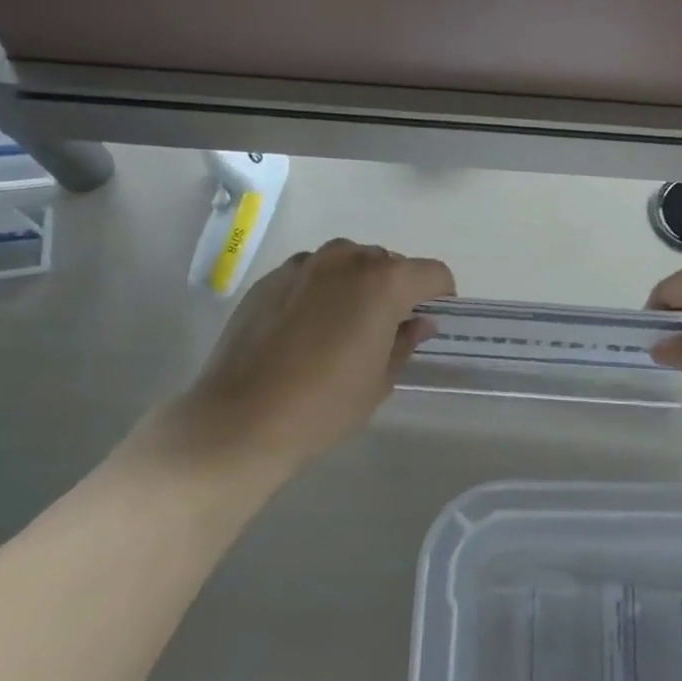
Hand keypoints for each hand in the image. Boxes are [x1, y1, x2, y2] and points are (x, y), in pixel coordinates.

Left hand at [147, 239, 455, 476]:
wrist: (241, 420)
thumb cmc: (325, 405)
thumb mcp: (380, 380)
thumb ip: (405, 341)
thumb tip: (418, 323)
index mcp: (382, 282)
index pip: (432, 273)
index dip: (440, 295)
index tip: (432, 320)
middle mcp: (345, 260)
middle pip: (387, 262)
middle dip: (396, 288)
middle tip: (386, 328)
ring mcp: (302, 266)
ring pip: (346, 262)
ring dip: (357, 283)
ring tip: (344, 324)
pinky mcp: (269, 279)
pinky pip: (310, 273)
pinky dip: (320, 290)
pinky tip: (305, 329)